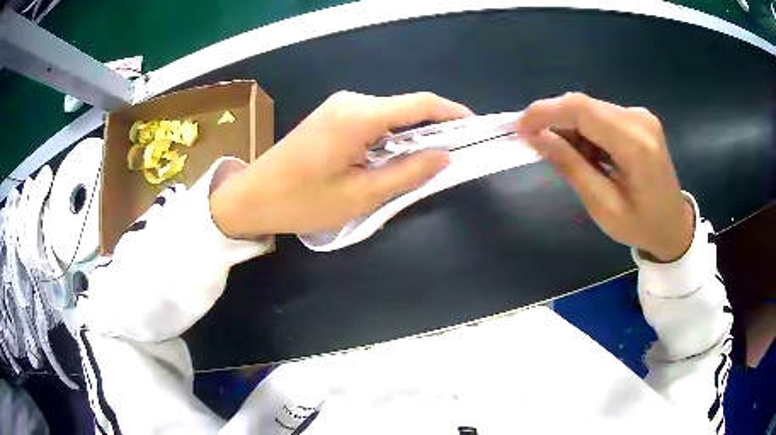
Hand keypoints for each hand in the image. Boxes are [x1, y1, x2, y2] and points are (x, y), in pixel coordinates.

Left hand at [210, 91, 473, 237]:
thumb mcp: (360, 195)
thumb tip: (445, 156)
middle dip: (432, 131)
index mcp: (359, 115)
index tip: (474, 128)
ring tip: (421, 168)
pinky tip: (391, 161)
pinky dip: (389, 139)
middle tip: (449, 161)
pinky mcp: (332, 116)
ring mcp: (339, 106)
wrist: (251, 197)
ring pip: (390, 117)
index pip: (420, 104)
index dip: (452, 113)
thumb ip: (407, 173)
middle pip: (406, 109)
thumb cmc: (302, 201)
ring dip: (410, 138)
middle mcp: (351, 101)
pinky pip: (373, 122)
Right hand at [516, 93, 693, 261]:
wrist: (674, 225)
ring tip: (568, 157)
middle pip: (584, 105)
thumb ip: (571, 167)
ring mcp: (640, 115)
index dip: (545, 112)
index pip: (582, 109)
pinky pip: (601, 114)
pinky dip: (585, 129)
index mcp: (635, 145)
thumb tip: (535, 137)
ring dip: (570, 127)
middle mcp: (638, 119)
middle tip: (536, 144)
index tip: (519, 127)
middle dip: (554, 120)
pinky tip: (587, 152)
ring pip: (590, 108)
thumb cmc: (641, 225)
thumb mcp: (603, 206)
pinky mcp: (638, 118)